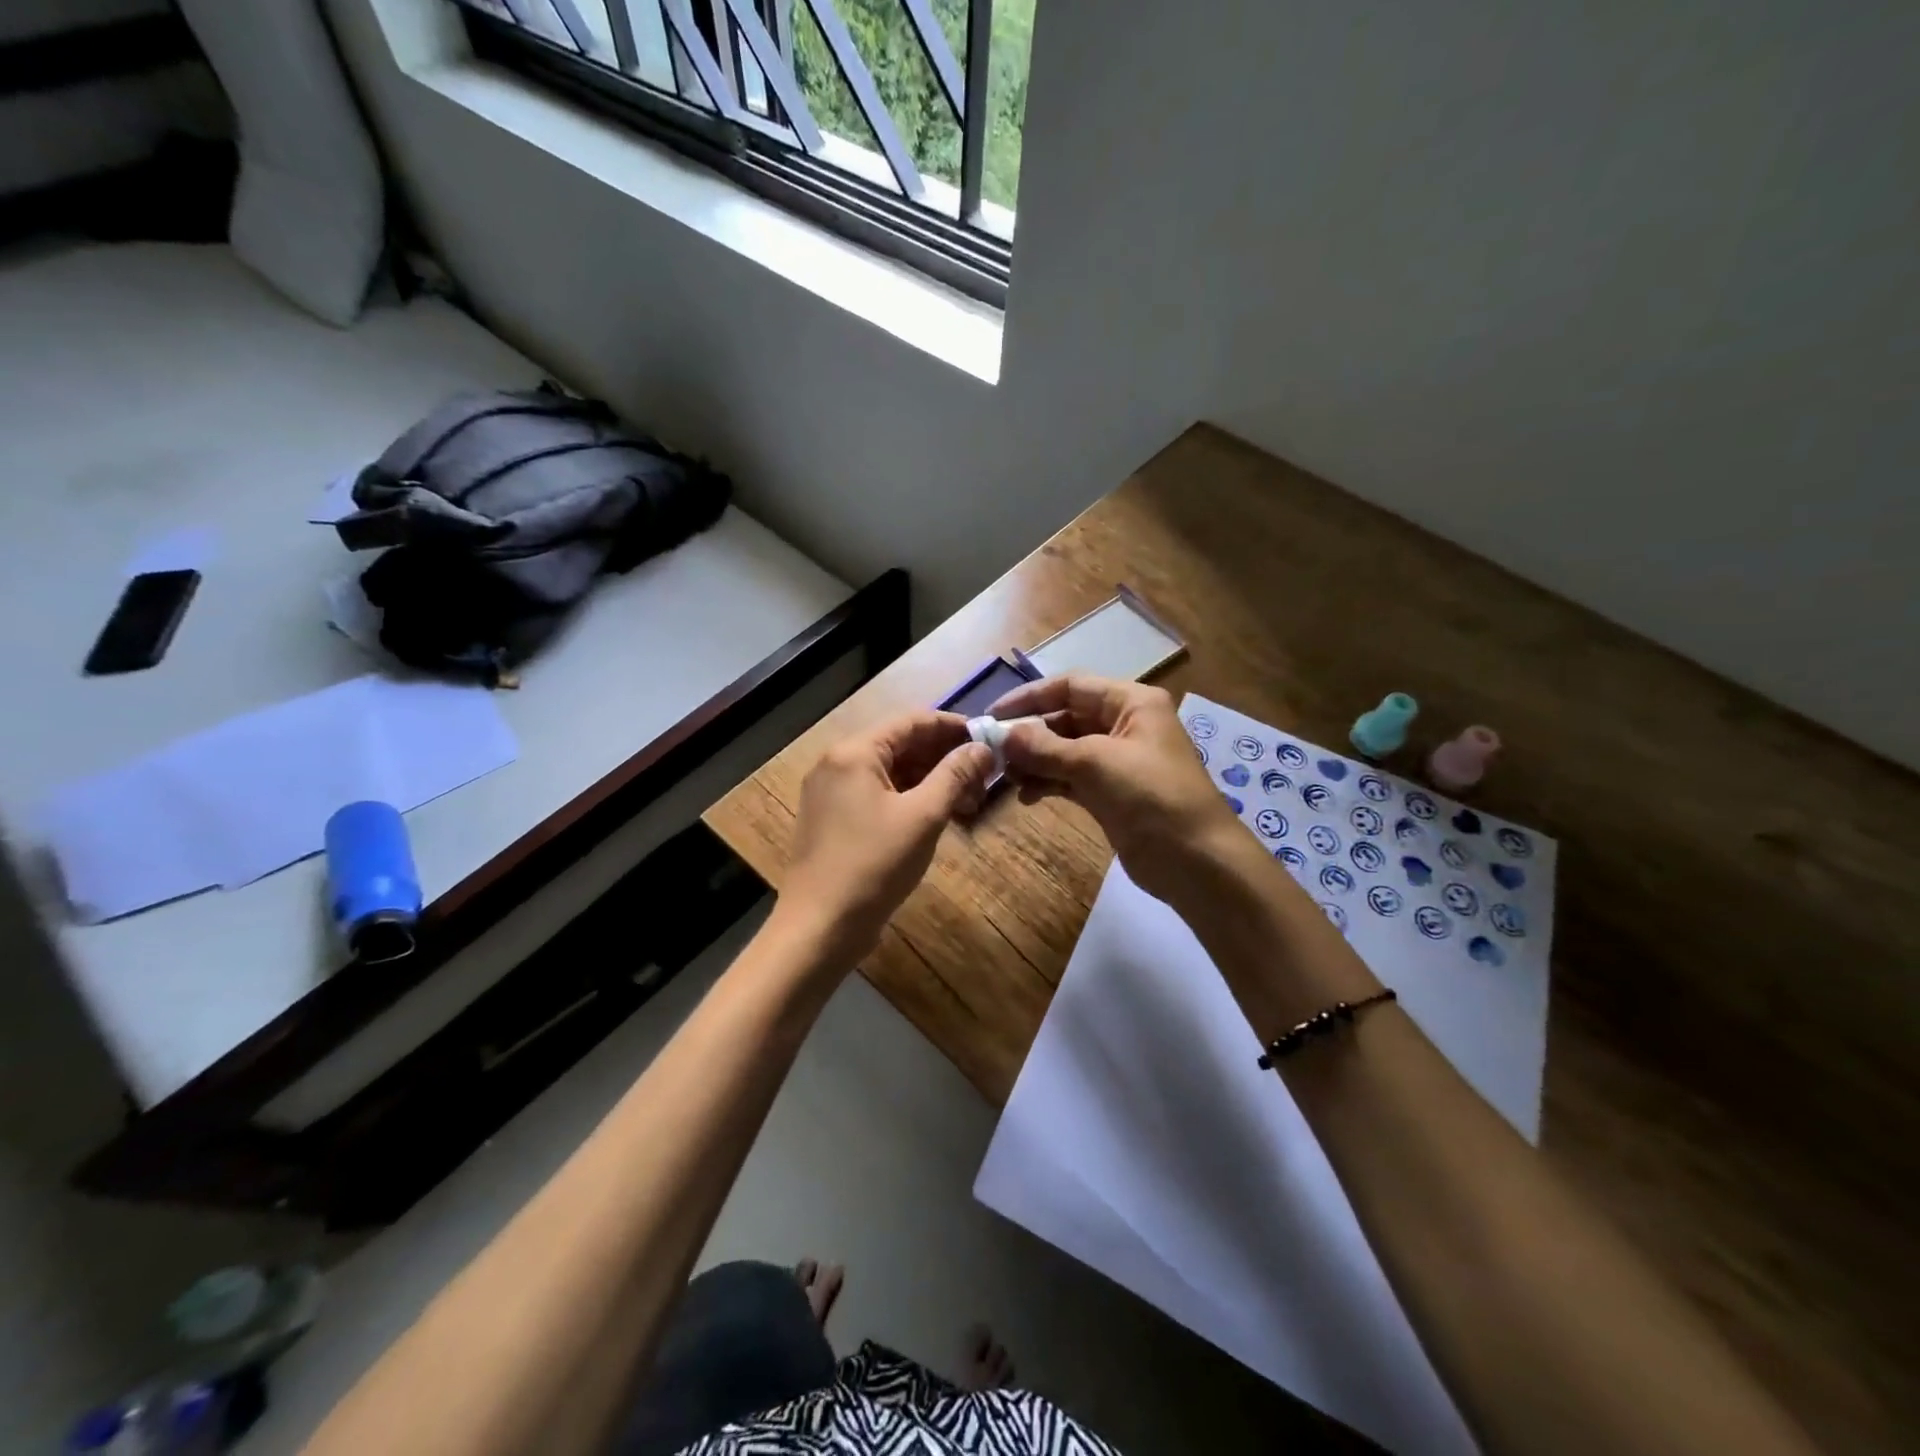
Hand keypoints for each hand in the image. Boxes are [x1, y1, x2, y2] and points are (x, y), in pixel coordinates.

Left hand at [775, 711, 993, 964]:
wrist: (819, 928)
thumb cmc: (873, 866)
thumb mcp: (923, 817)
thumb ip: (954, 775)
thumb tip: (982, 748)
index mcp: (855, 752)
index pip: (913, 721)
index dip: (954, 728)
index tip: (990, 741)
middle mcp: (838, 763)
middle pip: (901, 745)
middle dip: (945, 758)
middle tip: (985, 778)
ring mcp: (831, 793)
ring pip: (891, 772)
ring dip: (931, 781)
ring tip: (969, 802)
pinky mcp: (833, 820)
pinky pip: (878, 795)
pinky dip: (910, 800)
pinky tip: (939, 817)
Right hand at [989, 673, 1247, 906]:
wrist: (1196, 861)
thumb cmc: (1150, 797)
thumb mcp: (1094, 764)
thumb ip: (1044, 747)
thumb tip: (1002, 735)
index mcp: (1130, 703)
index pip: (1071, 686)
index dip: (1030, 697)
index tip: (993, 715)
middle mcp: (1124, 725)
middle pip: (1065, 718)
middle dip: (1030, 734)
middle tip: (994, 753)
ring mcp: (1117, 761)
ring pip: (1064, 750)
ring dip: (1035, 761)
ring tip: (1007, 777)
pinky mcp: (1111, 793)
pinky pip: (1070, 778)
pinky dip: (1048, 783)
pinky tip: (1027, 796)